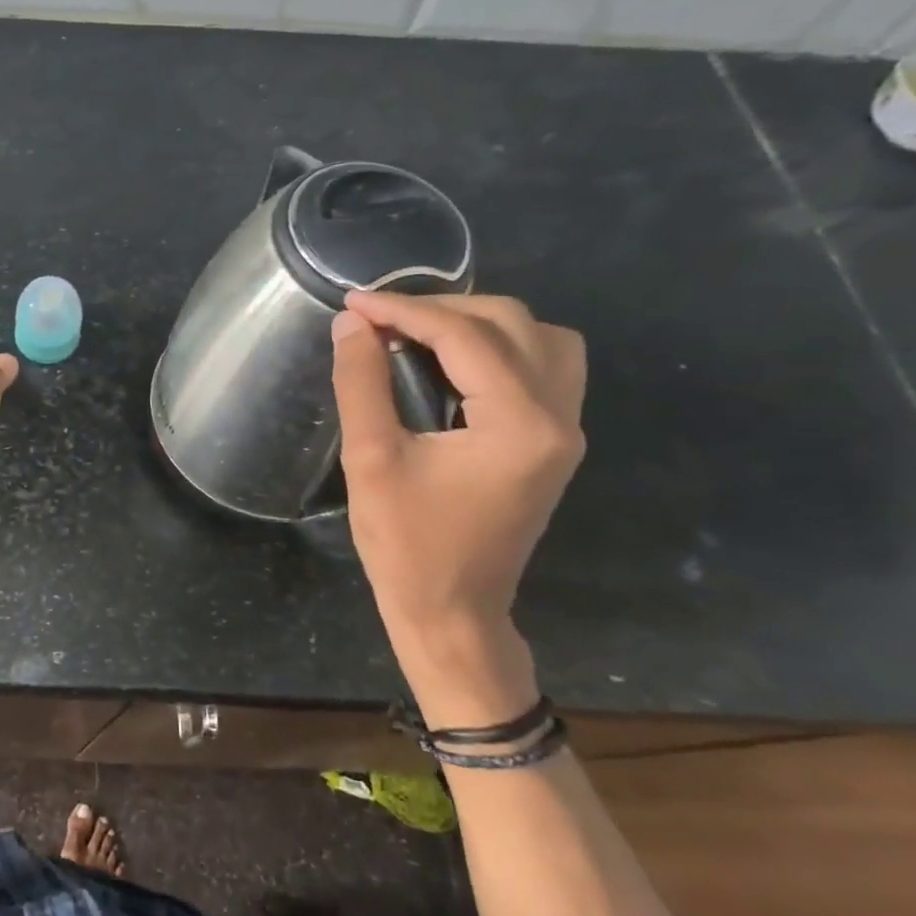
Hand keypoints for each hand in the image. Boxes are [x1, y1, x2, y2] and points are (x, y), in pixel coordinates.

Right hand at [331, 292, 585, 721]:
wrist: (452, 612)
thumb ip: (361, 384)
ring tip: (420, 333)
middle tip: (381, 319)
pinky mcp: (554, 443)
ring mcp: (565, 431)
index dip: (404, 310)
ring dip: (480, 323)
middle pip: (513, 324)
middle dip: (442, 308)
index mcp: (519, 424)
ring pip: (542, 340)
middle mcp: (558, 418)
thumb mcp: (370, 460)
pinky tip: (454, 363)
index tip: (353, 303)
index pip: (465, 337)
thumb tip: (351, 325)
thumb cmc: (406, 544)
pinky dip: (501, 348)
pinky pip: (545, 367)